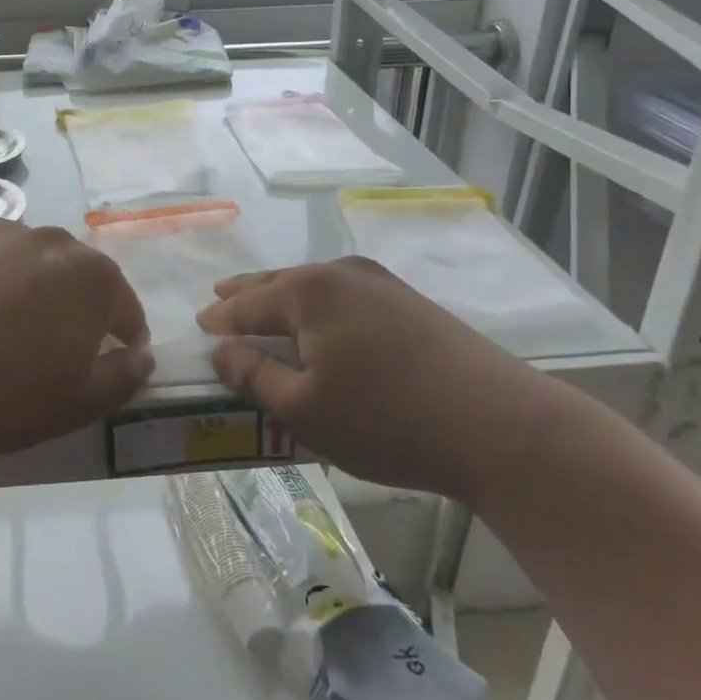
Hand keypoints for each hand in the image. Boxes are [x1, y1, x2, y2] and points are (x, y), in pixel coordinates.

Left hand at [0, 221, 153, 457]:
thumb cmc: (8, 394)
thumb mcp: (80, 401)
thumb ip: (124, 375)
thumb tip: (144, 356)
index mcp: (94, 277)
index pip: (125, 307)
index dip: (126, 336)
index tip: (117, 358)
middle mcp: (56, 242)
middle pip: (84, 276)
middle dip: (84, 307)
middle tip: (66, 345)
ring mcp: (8, 235)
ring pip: (42, 262)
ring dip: (44, 287)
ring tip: (22, 325)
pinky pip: (2, 258)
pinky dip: (5, 277)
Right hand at [196, 257, 560, 504]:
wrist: (501, 425)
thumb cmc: (387, 420)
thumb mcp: (305, 410)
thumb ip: (254, 377)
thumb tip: (221, 351)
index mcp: (308, 293)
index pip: (247, 304)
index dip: (220, 318)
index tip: (199, 323)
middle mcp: (340, 274)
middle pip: (279, 282)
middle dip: (248, 293)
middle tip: (221, 298)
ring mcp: (380, 283)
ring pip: (314, 286)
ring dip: (285, 298)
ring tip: (266, 307)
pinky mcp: (410, 302)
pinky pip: (344, 295)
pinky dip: (319, 306)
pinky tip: (323, 322)